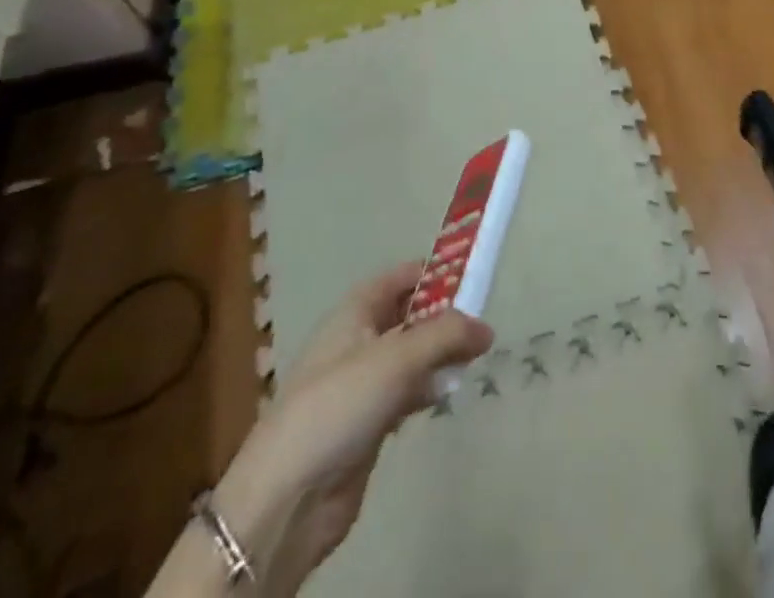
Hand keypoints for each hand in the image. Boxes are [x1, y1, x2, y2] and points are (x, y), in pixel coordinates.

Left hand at [223, 262, 492, 592]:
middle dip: (443, 315)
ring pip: (410, 356)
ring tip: (475, 357)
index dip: (433, 272)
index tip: (472, 276)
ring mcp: (361, 385)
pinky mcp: (367, 423)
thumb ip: (446, 335)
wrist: (286, 500)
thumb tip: (487, 328)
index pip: (398, 278)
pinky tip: (449, 392)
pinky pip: (406, 392)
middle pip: (408, 316)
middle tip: (481, 321)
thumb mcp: (397, 358)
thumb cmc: (339, 405)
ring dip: (440, 354)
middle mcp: (356, 342)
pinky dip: (428, 388)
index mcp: (354, 313)